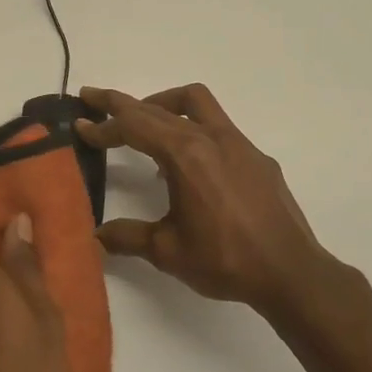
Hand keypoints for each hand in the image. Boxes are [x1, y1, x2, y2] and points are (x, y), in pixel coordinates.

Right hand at [77, 84, 337, 313]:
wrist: (291, 272)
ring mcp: (238, 144)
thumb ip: (128, 237)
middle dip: (122, 103)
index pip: (134, 126)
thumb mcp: (167, 251)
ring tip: (143, 123)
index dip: (103, 124)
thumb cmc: (225, 260)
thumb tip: (97, 235)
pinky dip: (191, 129)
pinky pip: (217, 127)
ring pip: (195, 102)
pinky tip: (187, 165)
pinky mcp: (256, 157)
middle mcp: (211, 138)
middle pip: (158, 106)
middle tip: (93, 99)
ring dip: (162, 104)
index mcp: (185, 155)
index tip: (80, 125)